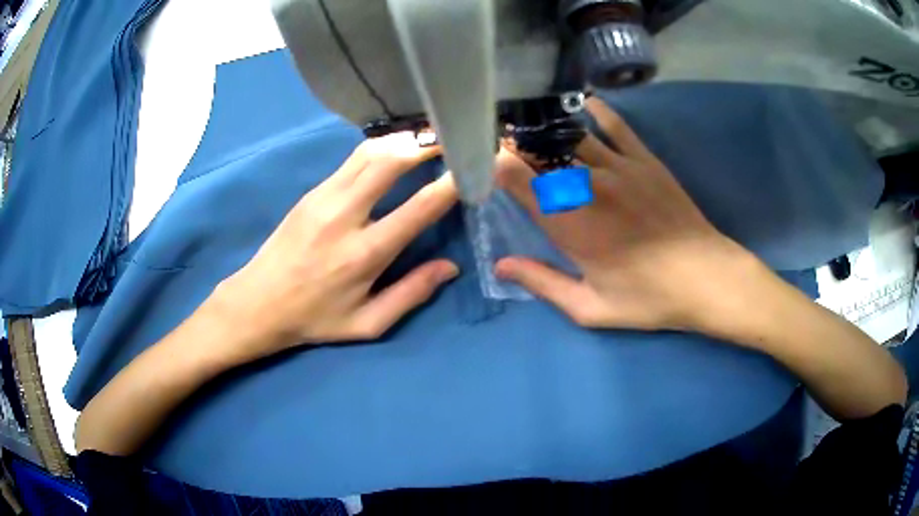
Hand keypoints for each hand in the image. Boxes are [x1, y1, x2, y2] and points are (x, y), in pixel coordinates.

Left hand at [218, 133, 458, 360]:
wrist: (258, 303)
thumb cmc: (315, 318)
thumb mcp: (368, 323)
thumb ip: (411, 294)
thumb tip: (450, 267)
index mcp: (364, 253)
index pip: (418, 207)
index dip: (451, 183)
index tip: (476, 166)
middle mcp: (344, 215)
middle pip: (391, 161)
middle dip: (426, 144)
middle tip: (453, 138)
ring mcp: (323, 197)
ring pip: (370, 152)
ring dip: (403, 140)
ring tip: (429, 138)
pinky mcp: (312, 192)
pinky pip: (352, 159)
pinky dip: (380, 148)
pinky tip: (395, 149)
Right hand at [495, 98, 758, 331]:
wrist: (705, 278)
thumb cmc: (647, 298)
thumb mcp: (590, 307)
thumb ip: (542, 283)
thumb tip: (501, 265)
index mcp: (568, 224)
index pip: (516, 177)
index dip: (492, 161)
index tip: (481, 158)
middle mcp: (587, 186)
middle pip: (538, 150)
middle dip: (513, 141)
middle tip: (499, 136)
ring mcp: (618, 166)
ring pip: (569, 135)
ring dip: (544, 127)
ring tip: (528, 119)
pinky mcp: (644, 159)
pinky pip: (614, 125)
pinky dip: (594, 111)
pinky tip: (580, 103)